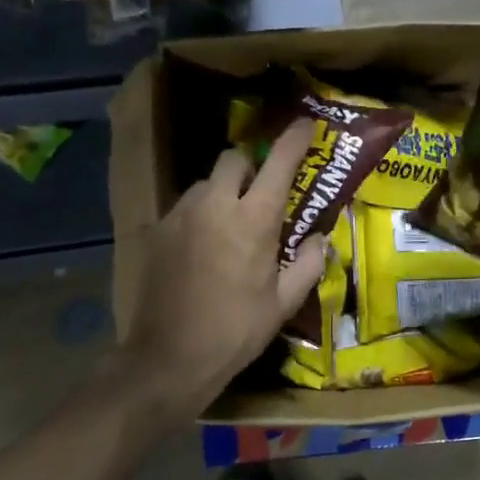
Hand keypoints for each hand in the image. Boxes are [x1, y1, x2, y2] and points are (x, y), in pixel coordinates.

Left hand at [119, 119, 326, 416]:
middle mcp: (214, 205)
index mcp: (252, 220)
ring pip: (207, 182)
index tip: (305, 123)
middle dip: (252, 164)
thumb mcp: (283, 303)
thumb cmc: (235, 331)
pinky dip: (202, 213)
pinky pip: (186, 206)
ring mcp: (180, 215)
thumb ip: (309, 264)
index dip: (294, 138)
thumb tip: (321, 240)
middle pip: (234, 158)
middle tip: (263, 190)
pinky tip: (204, 244)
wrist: (168, 357)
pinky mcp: (157, 230)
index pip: (279, 163)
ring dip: (224, 190)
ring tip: (231, 222)